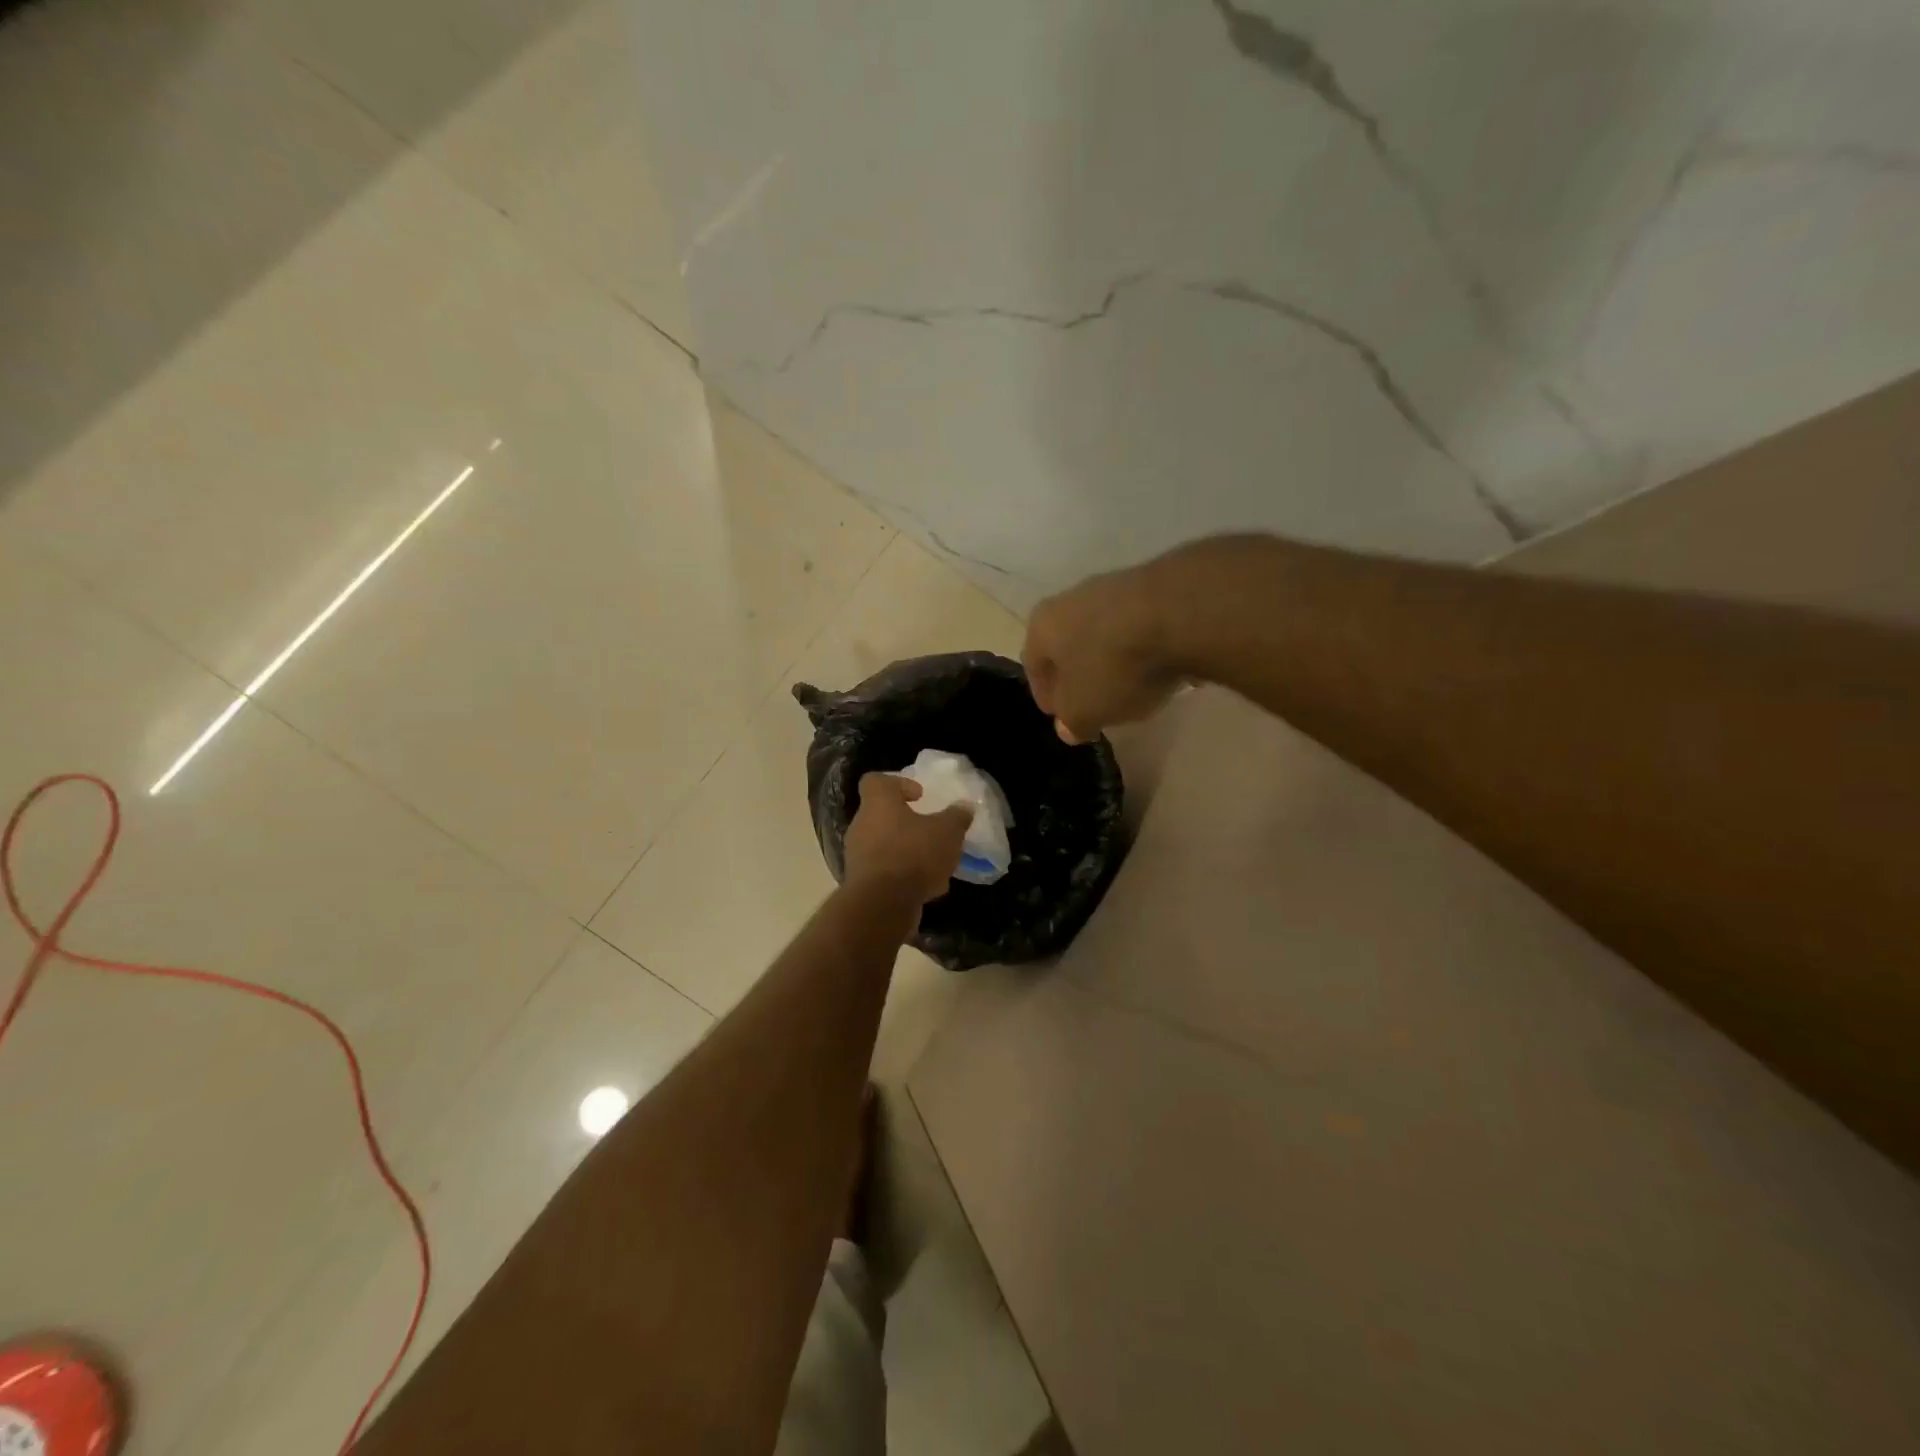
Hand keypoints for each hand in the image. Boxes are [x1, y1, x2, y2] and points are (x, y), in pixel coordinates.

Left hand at [843, 773, 972, 905]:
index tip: (920, 796)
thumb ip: (956, 817)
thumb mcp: (947, 832)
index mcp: (878, 803)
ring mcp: (858, 855)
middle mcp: (861, 825)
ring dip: (908, 852)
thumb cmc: (914, 854)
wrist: (882, 904)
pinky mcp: (861, 883)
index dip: (899, 784)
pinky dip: (903, 876)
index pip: (876, 781)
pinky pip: (885, 872)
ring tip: (935, 865)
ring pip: (885, 846)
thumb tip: (963, 807)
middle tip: (931, 832)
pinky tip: (927, 888)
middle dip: (908, 824)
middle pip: (882, 815)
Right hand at [1024, 559, 1182, 743]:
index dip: (1046, 696)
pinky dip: (1143, 647)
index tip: (1063, 717)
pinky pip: (1139, 626)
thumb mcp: (1085, 710)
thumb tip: (1068, 727)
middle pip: (1068, 645)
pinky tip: (1161, 666)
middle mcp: (1070, 599)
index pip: (1033, 666)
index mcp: (1042, 626)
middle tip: (1094, 704)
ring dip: (1112, 659)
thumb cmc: (1114, 667)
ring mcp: (1113, 587)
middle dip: (1079, 675)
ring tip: (1133, 687)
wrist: (1180, 614)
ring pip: (1104, 633)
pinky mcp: (1154, 585)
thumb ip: (1072, 721)